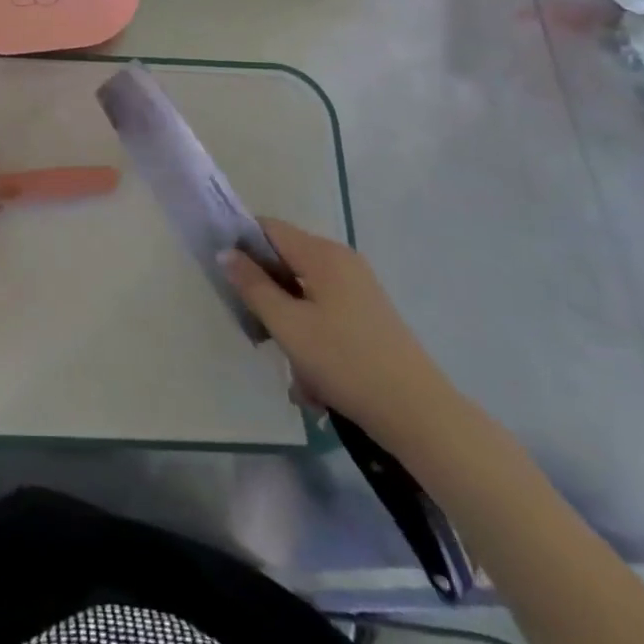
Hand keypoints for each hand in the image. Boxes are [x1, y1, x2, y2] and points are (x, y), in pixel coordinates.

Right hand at [221, 218, 461, 443]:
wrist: (419, 415)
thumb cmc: (346, 362)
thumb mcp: (289, 326)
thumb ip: (253, 286)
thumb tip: (225, 252)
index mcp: (322, 254)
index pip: (268, 228)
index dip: (242, 244)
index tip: (224, 276)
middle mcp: (341, 261)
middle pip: (286, 263)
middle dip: (268, 298)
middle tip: (258, 333)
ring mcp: (358, 289)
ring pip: (304, 296)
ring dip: (291, 328)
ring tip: (295, 374)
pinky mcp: (369, 316)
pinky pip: (325, 315)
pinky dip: (313, 340)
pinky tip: (316, 383)